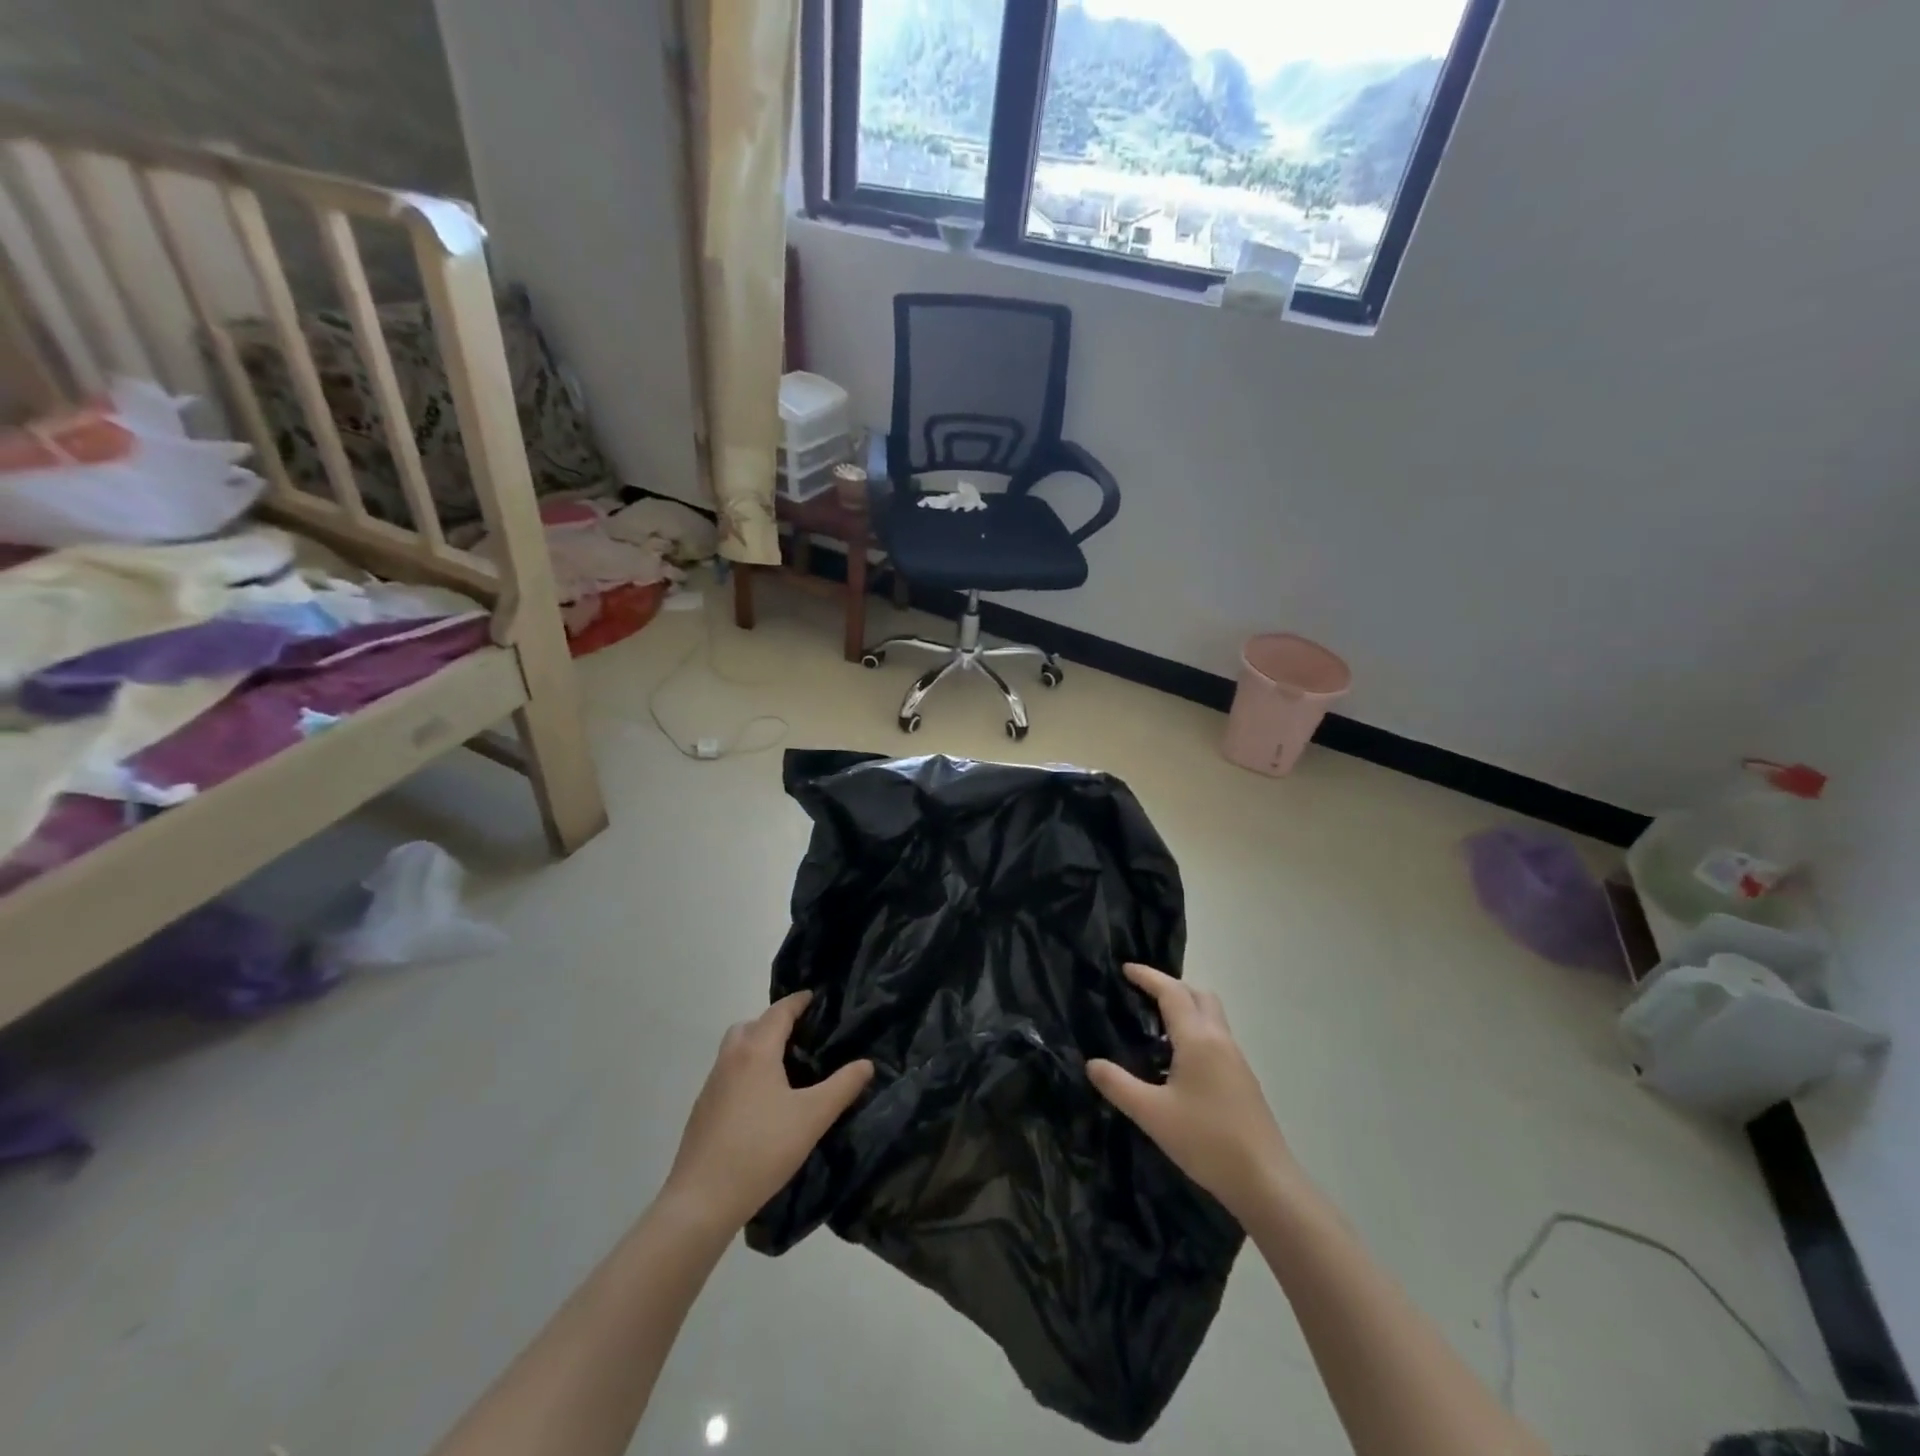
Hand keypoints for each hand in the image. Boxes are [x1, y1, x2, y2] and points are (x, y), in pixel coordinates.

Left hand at [662, 991, 872, 1232]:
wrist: (702, 1200)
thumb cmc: (762, 1149)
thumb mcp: (813, 1117)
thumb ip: (842, 1087)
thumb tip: (866, 1063)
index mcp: (756, 1051)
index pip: (779, 1012)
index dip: (798, 1002)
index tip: (815, 997)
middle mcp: (730, 1059)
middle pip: (750, 1025)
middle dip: (774, 1023)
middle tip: (800, 1035)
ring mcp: (712, 1085)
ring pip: (735, 1050)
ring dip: (757, 1047)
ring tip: (784, 1069)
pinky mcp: (702, 1110)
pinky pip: (728, 1075)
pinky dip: (745, 1072)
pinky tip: (762, 1102)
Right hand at [1088, 963, 1295, 1222]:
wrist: (1265, 1181)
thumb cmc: (1206, 1140)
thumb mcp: (1152, 1114)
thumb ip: (1119, 1085)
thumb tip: (1092, 1064)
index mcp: (1198, 1039)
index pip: (1172, 992)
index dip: (1148, 977)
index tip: (1125, 969)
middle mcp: (1220, 1040)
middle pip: (1198, 995)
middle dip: (1171, 987)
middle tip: (1142, 995)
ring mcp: (1236, 1060)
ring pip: (1211, 1016)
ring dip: (1186, 1008)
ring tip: (1155, 1025)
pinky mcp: (1243, 1079)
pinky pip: (1216, 1038)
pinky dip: (1195, 1031)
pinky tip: (1177, 1061)